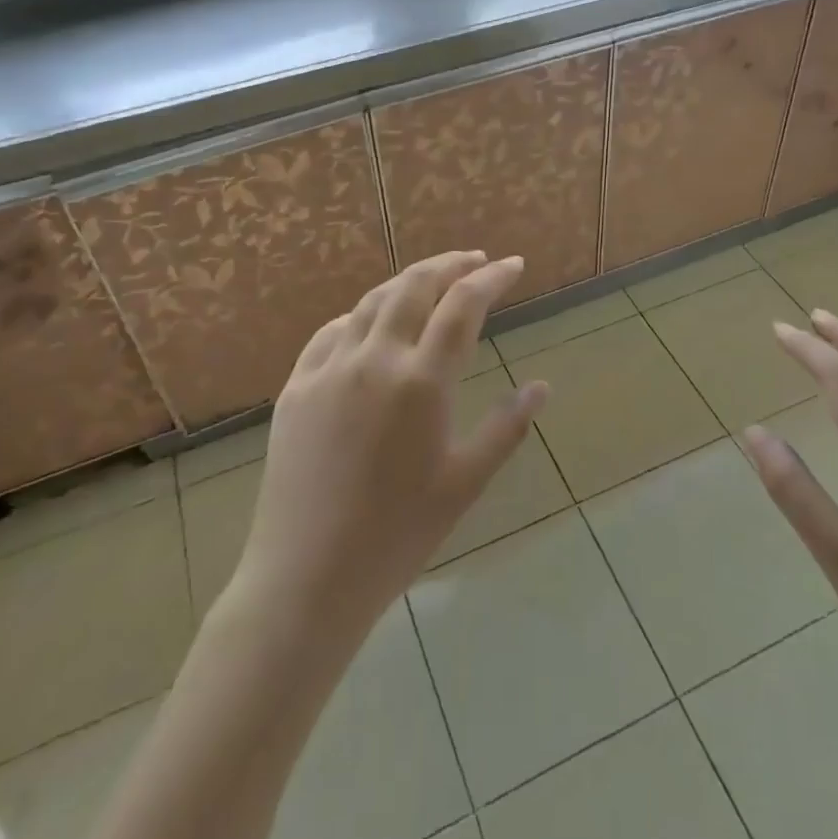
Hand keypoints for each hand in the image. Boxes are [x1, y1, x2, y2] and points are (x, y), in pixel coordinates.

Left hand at [229, 251, 547, 639]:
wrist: (307, 577)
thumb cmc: (398, 535)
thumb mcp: (465, 483)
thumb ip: (506, 427)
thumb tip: (541, 387)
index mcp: (421, 382)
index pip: (462, 306)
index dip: (491, 278)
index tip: (512, 265)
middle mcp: (374, 360)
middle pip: (414, 286)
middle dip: (449, 264)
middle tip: (474, 261)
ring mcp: (328, 369)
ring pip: (371, 302)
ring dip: (406, 283)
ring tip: (431, 282)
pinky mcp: (296, 387)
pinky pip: (331, 332)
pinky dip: (361, 316)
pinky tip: (371, 324)